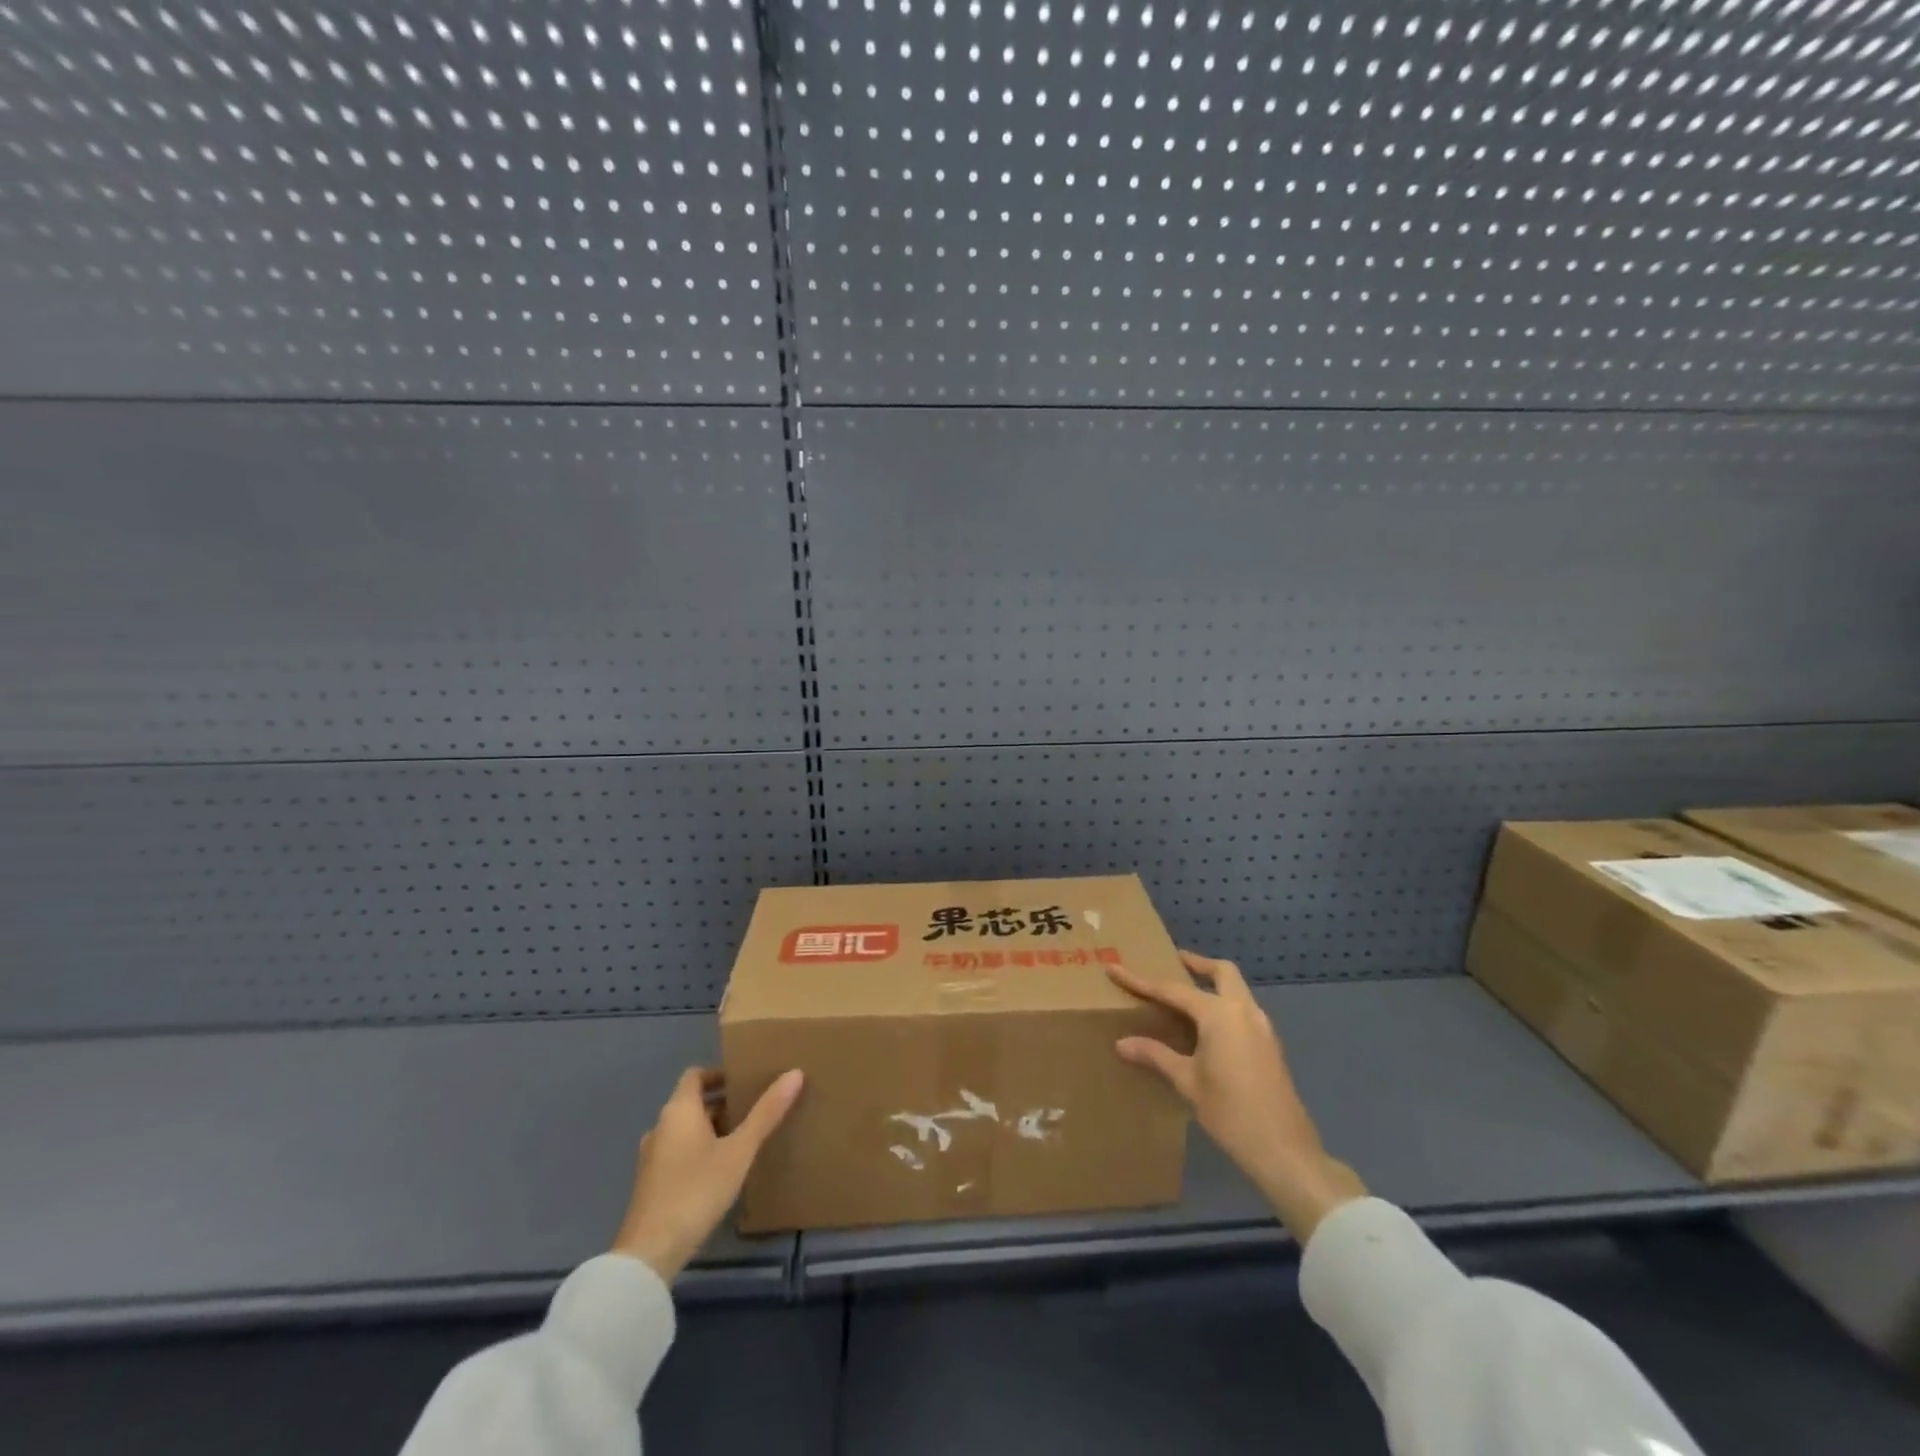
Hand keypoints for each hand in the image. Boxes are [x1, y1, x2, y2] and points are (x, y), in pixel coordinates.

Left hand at [613, 1066, 803, 1280]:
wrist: (649, 1254)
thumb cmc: (696, 1190)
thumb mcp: (739, 1151)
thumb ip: (766, 1113)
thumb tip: (794, 1073)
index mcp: (678, 1110)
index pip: (695, 1074)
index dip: (719, 1073)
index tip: (746, 1080)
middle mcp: (661, 1126)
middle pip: (692, 1102)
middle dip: (722, 1103)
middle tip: (754, 1109)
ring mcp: (652, 1157)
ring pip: (685, 1129)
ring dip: (711, 1128)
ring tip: (742, 1139)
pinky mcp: (651, 1184)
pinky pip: (678, 1152)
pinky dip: (699, 1150)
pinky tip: (720, 1171)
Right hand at [1110, 951, 1365, 1242]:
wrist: (1284, 1150)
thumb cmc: (1230, 1112)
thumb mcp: (1187, 1082)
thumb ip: (1156, 1055)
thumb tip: (1122, 1043)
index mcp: (1219, 1014)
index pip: (1173, 990)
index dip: (1141, 980)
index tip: (1115, 969)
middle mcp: (1243, 1011)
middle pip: (1222, 972)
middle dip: (1197, 964)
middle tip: (1174, 961)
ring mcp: (1262, 1027)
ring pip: (1237, 990)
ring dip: (1214, 984)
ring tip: (1186, 996)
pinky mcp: (1269, 1045)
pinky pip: (1243, 1010)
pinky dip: (1224, 1005)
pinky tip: (1207, 1028)